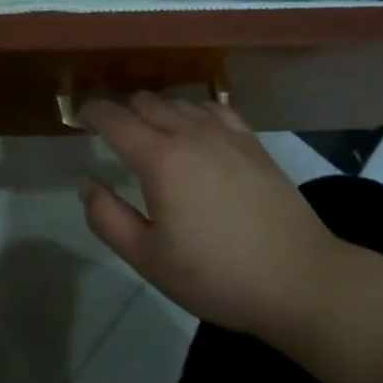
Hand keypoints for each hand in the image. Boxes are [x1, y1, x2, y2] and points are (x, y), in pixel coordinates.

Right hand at [78, 96, 348, 344]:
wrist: (302, 280)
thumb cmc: (219, 276)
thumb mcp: (150, 259)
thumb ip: (108, 218)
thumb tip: (86, 183)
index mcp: (158, 158)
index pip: (113, 118)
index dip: (91, 112)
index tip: (79, 118)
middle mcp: (187, 132)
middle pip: (143, 101)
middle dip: (121, 110)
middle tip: (112, 133)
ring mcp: (223, 132)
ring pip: (177, 101)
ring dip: (155, 110)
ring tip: (150, 132)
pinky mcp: (251, 141)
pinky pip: (211, 108)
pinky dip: (192, 110)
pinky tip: (194, 128)